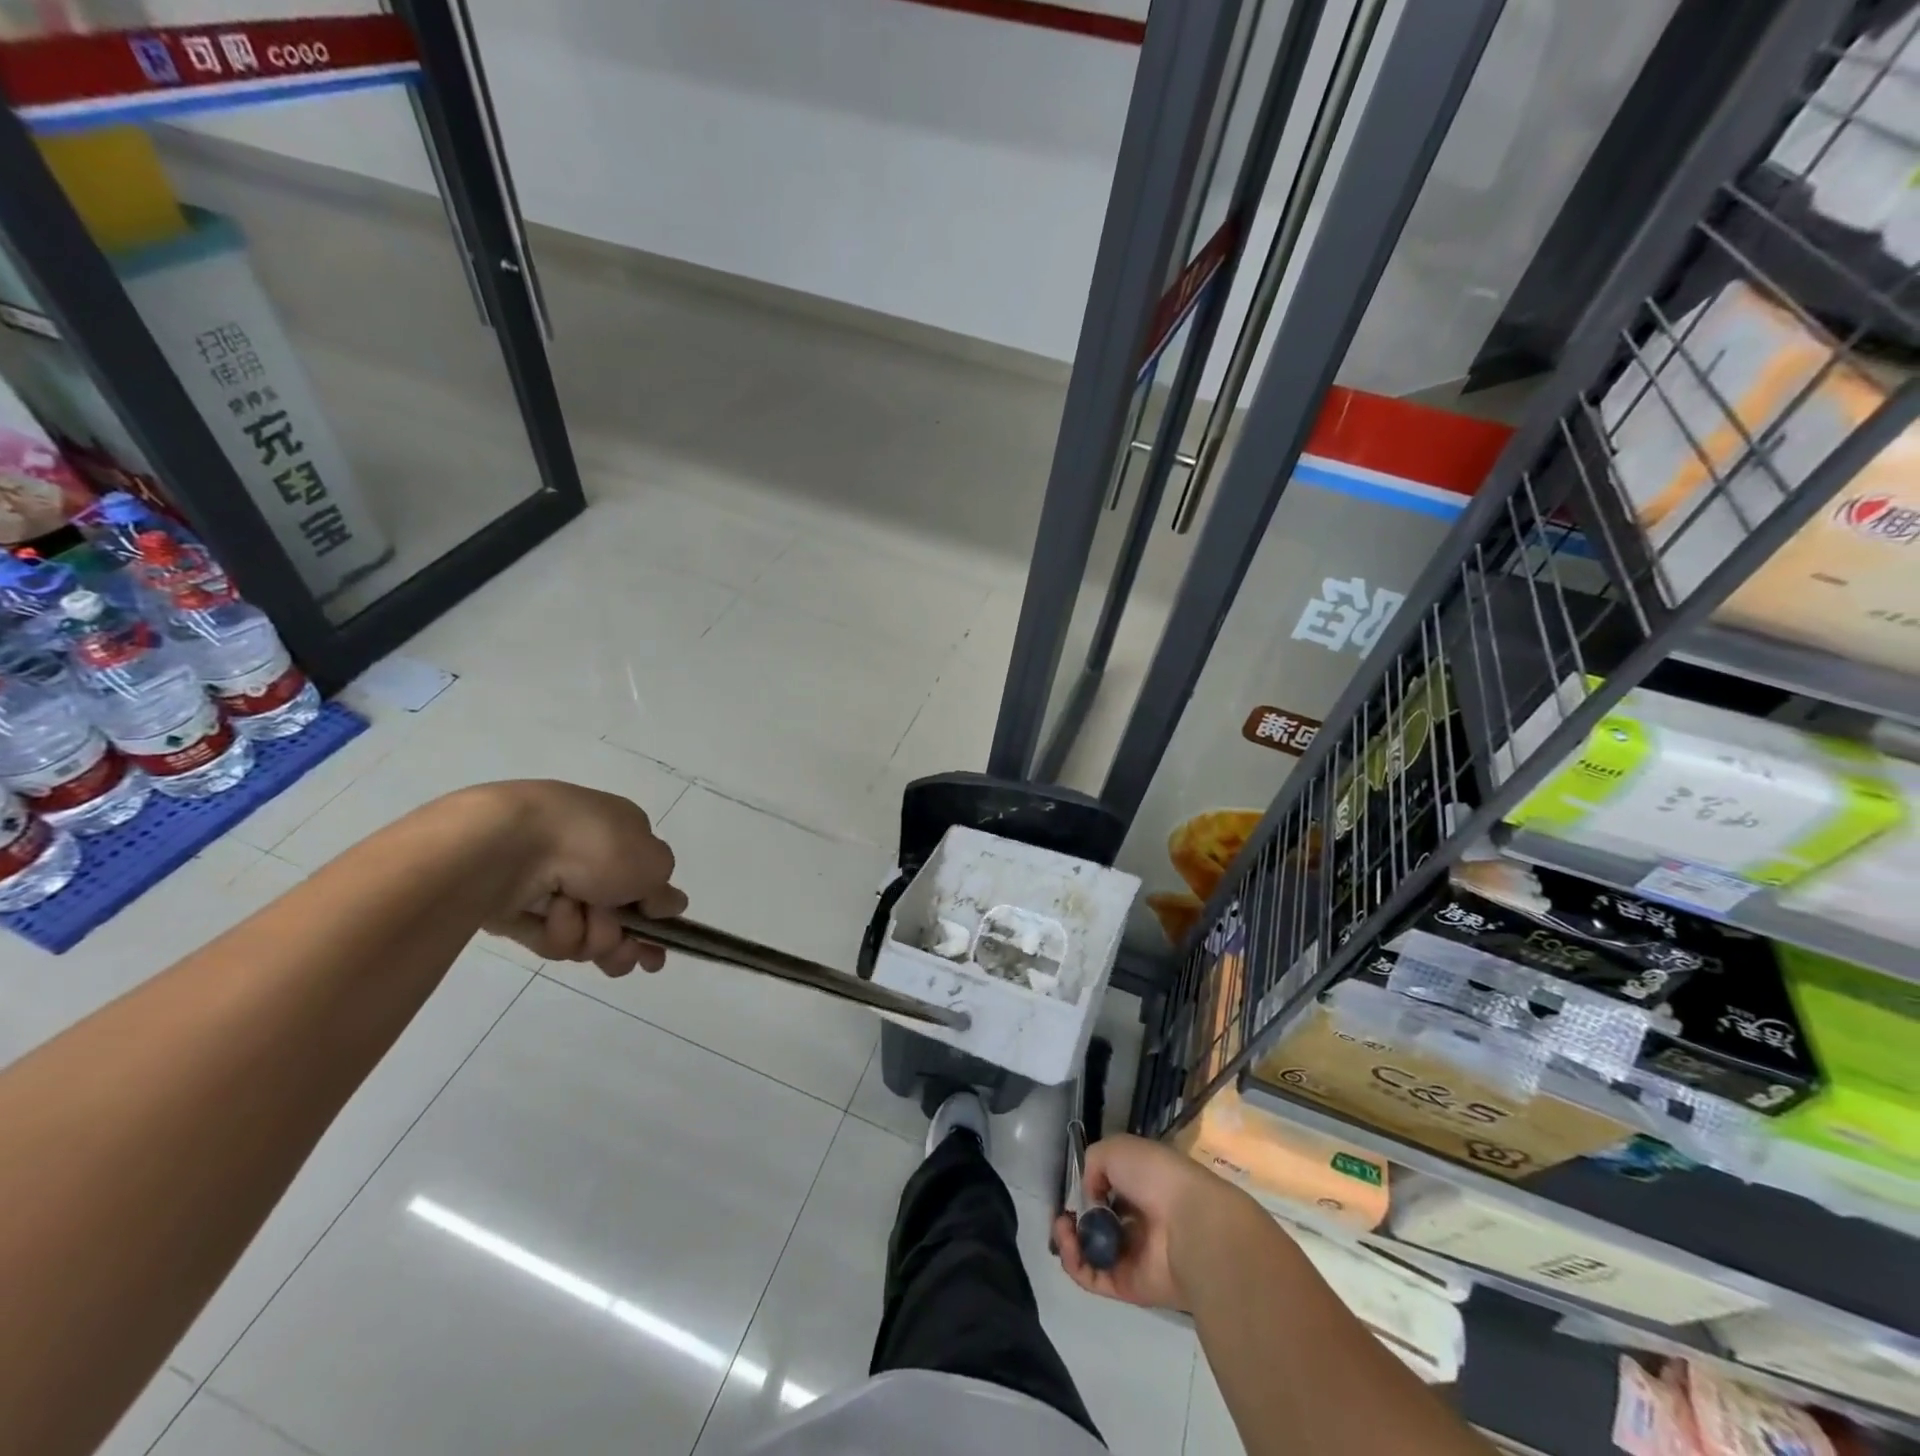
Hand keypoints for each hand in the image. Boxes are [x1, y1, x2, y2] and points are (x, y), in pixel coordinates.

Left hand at [461, 781, 686, 976]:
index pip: (646, 881)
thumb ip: (665, 890)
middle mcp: (589, 858)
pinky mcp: (519, 911)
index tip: (661, 945)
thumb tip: (671, 905)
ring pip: (586, 933)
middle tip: (625, 951)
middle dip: (623, 940)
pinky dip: (556, 931)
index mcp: (622, 834)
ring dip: (591, 933)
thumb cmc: (595, 844)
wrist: (510, 847)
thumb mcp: (652, 862)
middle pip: (618, 918)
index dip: (656, 916)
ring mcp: (553, 884)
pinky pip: (550, 937)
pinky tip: (549, 914)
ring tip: (580, 916)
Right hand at [1052, 1132, 1261, 1310]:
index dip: (1087, 1190)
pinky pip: (1093, 1277)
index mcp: (1141, 1187)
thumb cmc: (1154, 1176)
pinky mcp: (1128, 1286)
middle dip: (1075, 1218)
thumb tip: (1089, 1194)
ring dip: (1069, 1241)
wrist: (1189, 1224)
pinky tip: (1068, 1245)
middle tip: (1064, 1215)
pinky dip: (1075, 1263)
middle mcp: (1137, 1222)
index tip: (1075, 1189)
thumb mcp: (1117, 1149)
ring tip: (1062, 1228)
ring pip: (1091, 1252)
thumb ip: (1094, 1163)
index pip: (1109, 1191)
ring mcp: (1132, 1256)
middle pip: (1097, 1224)